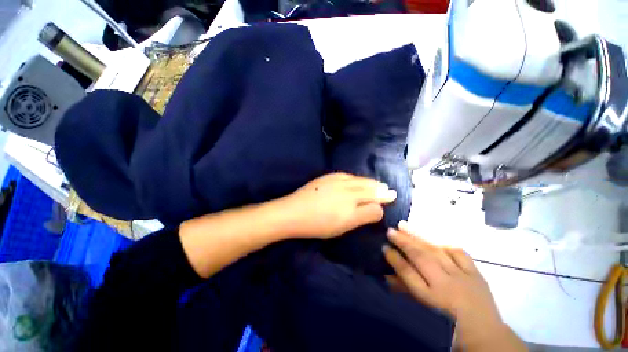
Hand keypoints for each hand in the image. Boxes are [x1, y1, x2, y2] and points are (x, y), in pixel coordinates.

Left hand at [280, 173, 396, 238]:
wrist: (293, 212)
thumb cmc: (317, 225)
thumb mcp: (341, 227)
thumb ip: (361, 217)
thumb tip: (376, 209)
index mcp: (351, 209)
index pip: (374, 206)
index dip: (382, 203)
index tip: (390, 200)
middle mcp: (348, 192)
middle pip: (370, 190)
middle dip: (381, 191)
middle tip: (389, 191)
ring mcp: (338, 182)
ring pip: (361, 181)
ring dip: (371, 183)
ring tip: (378, 184)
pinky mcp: (329, 177)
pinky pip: (349, 175)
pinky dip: (357, 178)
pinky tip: (359, 179)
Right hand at [383, 222, 525, 350]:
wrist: (485, 336)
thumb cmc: (447, 326)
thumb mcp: (423, 311)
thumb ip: (406, 291)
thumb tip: (387, 275)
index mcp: (431, 299)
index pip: (407, 273)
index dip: (394, 258)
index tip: (384, 247)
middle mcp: (445, 285)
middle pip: (421, 257)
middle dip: (403, 242)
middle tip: (390, 230)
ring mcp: (462, 277)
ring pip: (436, 251)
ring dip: (418, 237)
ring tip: (404, 226)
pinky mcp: (476, 274)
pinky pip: (459, 253)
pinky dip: (445, 245)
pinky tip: (434, 239)